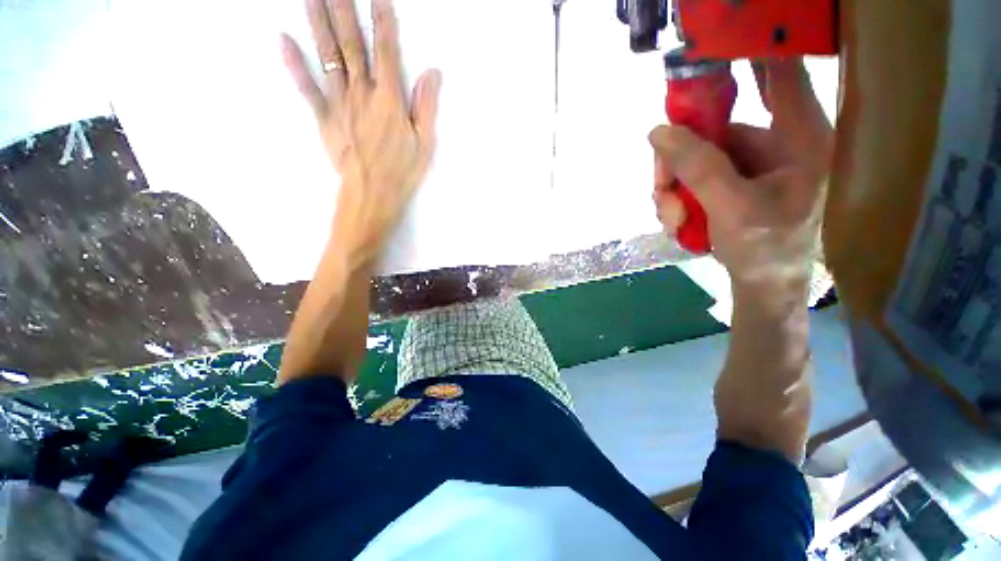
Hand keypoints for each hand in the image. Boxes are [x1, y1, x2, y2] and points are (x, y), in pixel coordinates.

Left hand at [281, 0, 441, 268]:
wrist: (372, 195)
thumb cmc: (403, 172)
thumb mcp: (425, 143)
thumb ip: (427, 106)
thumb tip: (432, 73)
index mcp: (390, 100)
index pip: (386, 50)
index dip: (383, 19)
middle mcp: (363, 94)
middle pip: (351, 43)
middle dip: (343, 8)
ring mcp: (340, 104)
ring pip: (327, 56)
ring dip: (318, 22)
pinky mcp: (324, 118)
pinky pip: (306, 87)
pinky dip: (293, 63)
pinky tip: (283, 39)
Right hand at [651, 59, 832, 284]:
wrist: (762, 286)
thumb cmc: (765, 250)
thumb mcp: (731, 207)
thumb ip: (697, 167)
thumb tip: (658, 132)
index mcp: (801, 139)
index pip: (780, 75)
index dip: (751, 50)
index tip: (718, 39)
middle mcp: (775, 144)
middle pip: (717, 127)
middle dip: (679, 159)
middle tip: (660, 187)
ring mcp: (749, 165)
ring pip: (696, 156)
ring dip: (672, 187)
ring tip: (669, 217)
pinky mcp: (730, 182)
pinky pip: (693, 176)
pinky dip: (676, 197)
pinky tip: (675, 219)